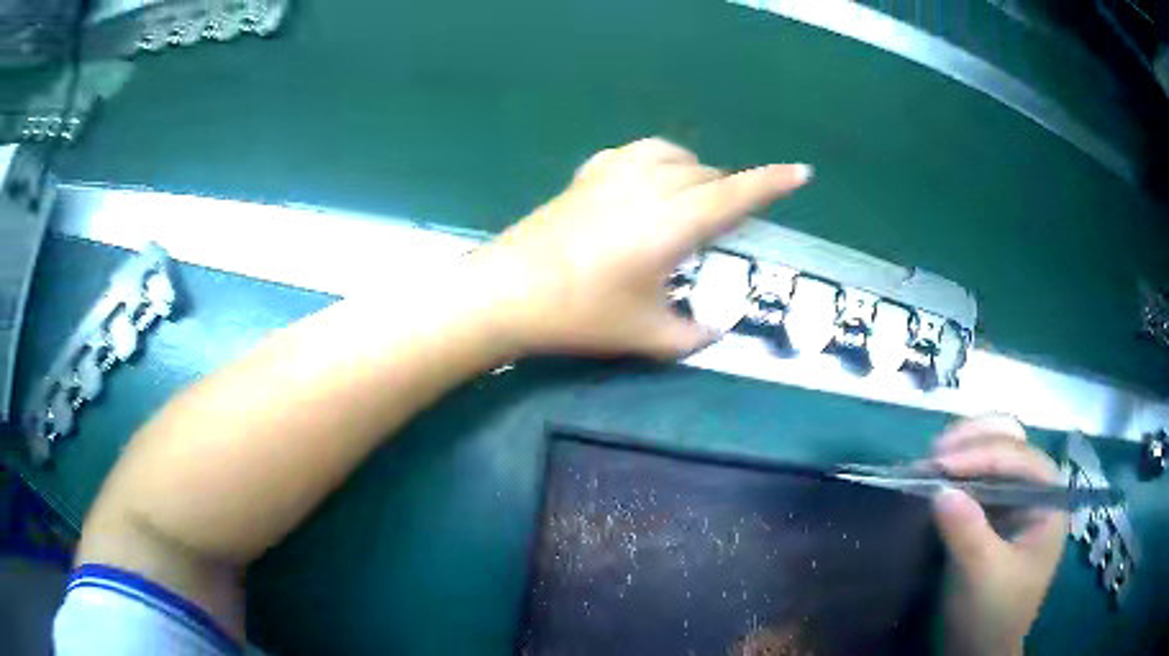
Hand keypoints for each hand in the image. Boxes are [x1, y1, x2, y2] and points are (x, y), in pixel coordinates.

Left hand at [468, 137, 810, 357]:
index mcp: (674, 222)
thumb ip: (692, 336)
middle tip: (729, 222)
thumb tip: (716, 330)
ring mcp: (614, 174)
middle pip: (707, 175)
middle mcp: (650, 186)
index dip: (773, 184)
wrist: (508, 292)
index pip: (737, 195)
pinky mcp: (586, 175)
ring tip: (693, 197)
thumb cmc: (580, 315)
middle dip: (729, 191)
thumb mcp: (646, 335)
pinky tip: (646, 183)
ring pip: (673, 155)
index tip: (801, 172)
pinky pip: (636, 153)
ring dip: (695, 171)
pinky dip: (656, 161)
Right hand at [930, 416, 1066, 655]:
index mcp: (1048, 501)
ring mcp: (1015, 500)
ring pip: (994, 453)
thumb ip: (967, 532)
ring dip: (963, 450)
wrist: (979, 651)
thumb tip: (939, 489)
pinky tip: (936, 476)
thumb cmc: (991, 616)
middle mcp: (1036, 491)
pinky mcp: (994, 513)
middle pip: (1011, 443)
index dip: (981, 454)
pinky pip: (978, 478)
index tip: (938, 463)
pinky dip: (957, 471)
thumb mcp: (981, 578)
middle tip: (934, 453)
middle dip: (973, 440)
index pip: (1019, 459)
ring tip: (930, 460)